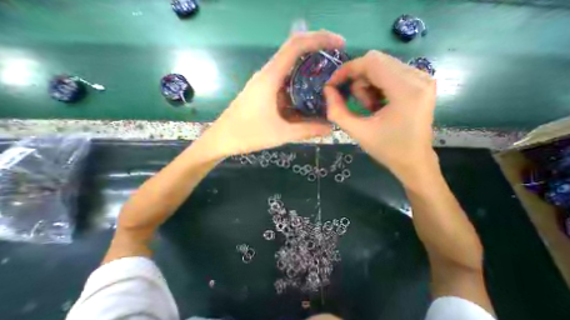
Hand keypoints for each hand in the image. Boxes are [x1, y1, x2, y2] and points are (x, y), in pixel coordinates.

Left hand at [200, 31, 342, 158]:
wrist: (222, 139)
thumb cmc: (248, 135)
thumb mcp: (281, 133)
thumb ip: (307, 130)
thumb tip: (330, 128)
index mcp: (270, 78)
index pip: (296, 45)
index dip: (320, 38)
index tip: (339, 44)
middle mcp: (267, 75)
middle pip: (294, 56)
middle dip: (317, 58)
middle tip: (336, 71)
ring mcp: (263, 85)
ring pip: (289, 73)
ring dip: (307, 77)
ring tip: (326, 87)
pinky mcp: (262, 94)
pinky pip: (283, 87)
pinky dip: (298, 90)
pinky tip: (307, 102)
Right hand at [323, 51, 437, 183]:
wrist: (413, 160)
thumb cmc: (386, 149)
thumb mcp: (357, 132)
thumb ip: (337, 111)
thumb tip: (327, 90)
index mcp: (405, 89)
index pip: (371, 61)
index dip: (347, 70)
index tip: (333, 85)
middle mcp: (418, 77)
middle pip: (376, 61)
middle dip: (357, 80)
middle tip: (353, 103)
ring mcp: (422, 78)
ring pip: (382, 67)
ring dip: (366, 86)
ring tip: (369, 108)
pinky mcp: (420, 83)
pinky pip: (389, 74)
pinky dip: (376, 87)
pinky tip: (377, 105)